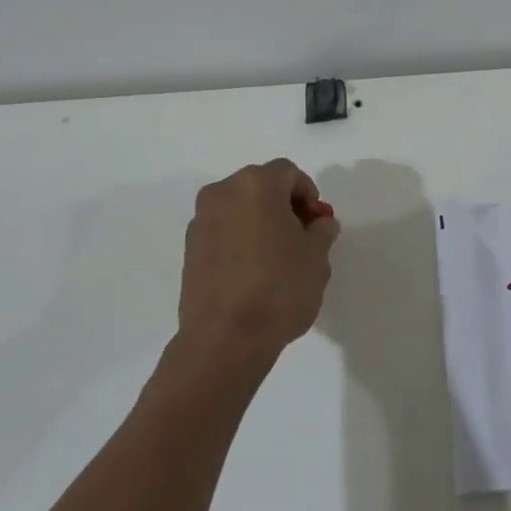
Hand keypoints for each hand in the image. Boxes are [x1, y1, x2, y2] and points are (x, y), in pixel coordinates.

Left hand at [176, 160, 340, 367]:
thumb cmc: (279, 288)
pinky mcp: (189, 249)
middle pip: (260, 186)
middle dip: (284, 205)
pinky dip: (240, 239)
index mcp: (255, 185)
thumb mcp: (317, 258)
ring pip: (239, 208)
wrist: (226, 337)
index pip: (288, 173)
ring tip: (277, 258)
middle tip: (302, 238)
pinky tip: (254, 272)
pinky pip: (223, 231)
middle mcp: (222, 193)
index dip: (308, 194)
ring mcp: (201, 221)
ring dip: (260, 222)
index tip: (318, 224)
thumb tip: (319, 224)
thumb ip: (321, 231)